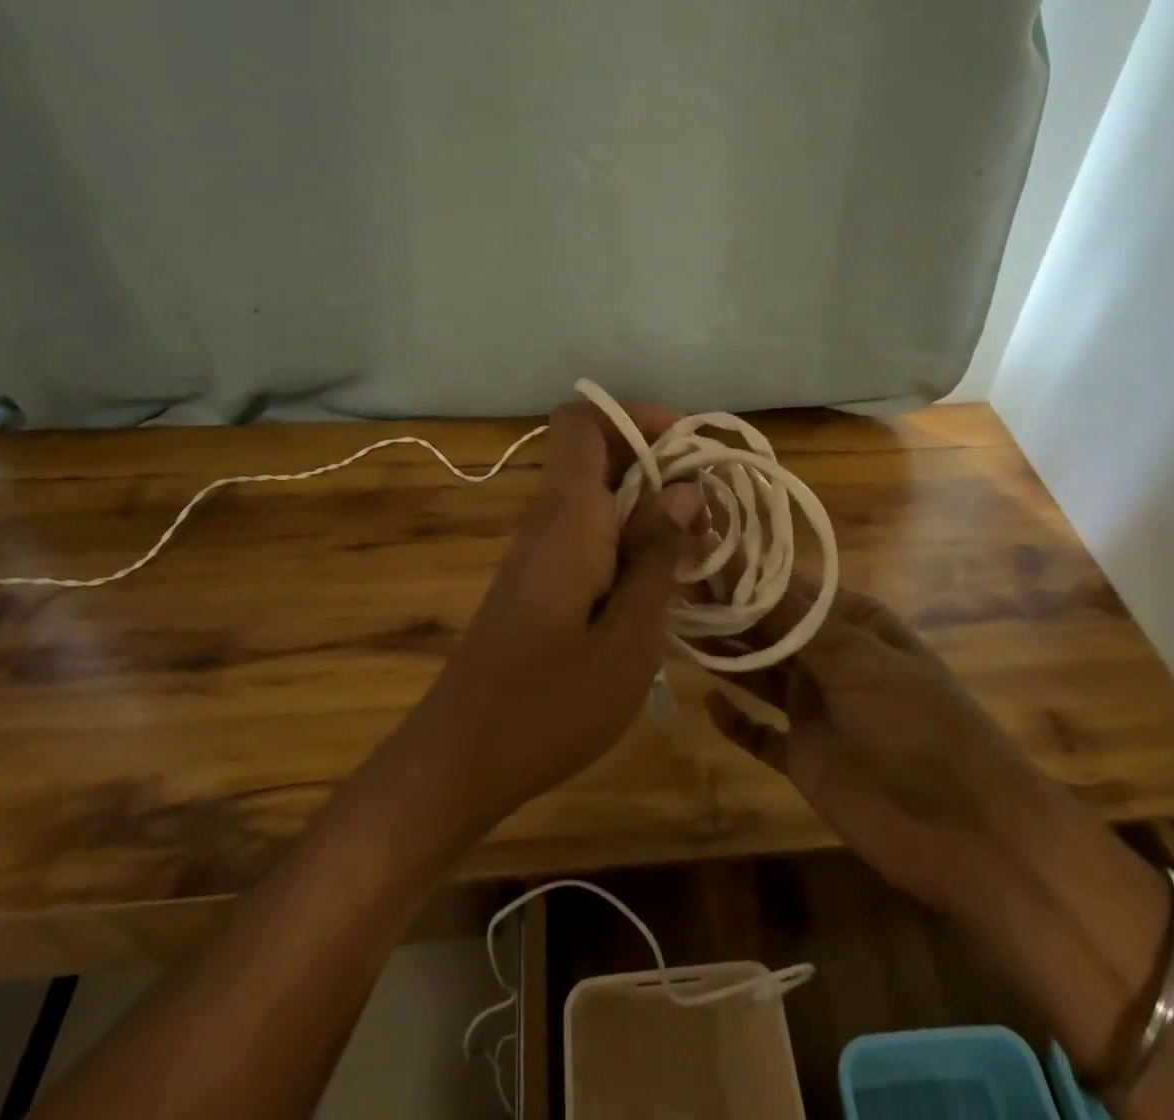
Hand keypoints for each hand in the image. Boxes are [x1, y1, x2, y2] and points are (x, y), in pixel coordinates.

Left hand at [411, 400, 703, 832]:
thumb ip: (657, 553)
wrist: (463, 756)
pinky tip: (661, 585)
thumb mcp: (629, 634)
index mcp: (568, 516)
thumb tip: (685, 488)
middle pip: (598, 455)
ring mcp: (540, 551)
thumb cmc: (552, 701)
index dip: (635, 417)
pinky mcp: (539, 581)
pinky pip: (589, 534)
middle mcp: (549, 519)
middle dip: (659, 467)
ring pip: (598, 497)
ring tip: (698, 550)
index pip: (582, 421)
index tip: (689, 447)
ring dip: (649, 509)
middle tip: (710, 515)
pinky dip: (629, 541)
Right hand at [705, 581, 1049, 910]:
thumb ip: (791, 620)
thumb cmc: (918, 726)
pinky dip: (736, 721)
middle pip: (767, 627)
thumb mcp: (857, 661)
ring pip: (758, 674)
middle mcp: (831, 659)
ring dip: (724, 656)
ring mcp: (816, 709)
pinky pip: (761, 734)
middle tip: (670, 587)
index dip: (743, 571)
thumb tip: (738, 562)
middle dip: (725, 610)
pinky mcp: (805, 758)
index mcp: (853, 623)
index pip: (787, 587)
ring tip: (675, 631)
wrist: (968, 833)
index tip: (695, 552)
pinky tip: (707, 703)